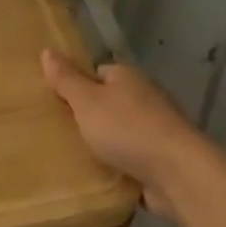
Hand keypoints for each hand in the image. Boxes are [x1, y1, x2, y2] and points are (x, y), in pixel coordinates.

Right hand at [41, 51, 204, 213]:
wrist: (178, 173)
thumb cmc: (127, 129)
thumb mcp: (87, 101)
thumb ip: (66, 79)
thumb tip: (47, 50)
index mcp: (127, 77)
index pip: (97, 73)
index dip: (76, 86)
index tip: (55, 104)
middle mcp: (145, 97)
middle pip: (108, 103)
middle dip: (88, 117)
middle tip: (59, 132)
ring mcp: (157, 129)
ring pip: (121, 132)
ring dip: (104, 144)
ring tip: (74, 157)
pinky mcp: (162, 158)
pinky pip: (132, 158)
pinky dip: (119, 166)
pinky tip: (100, 176)